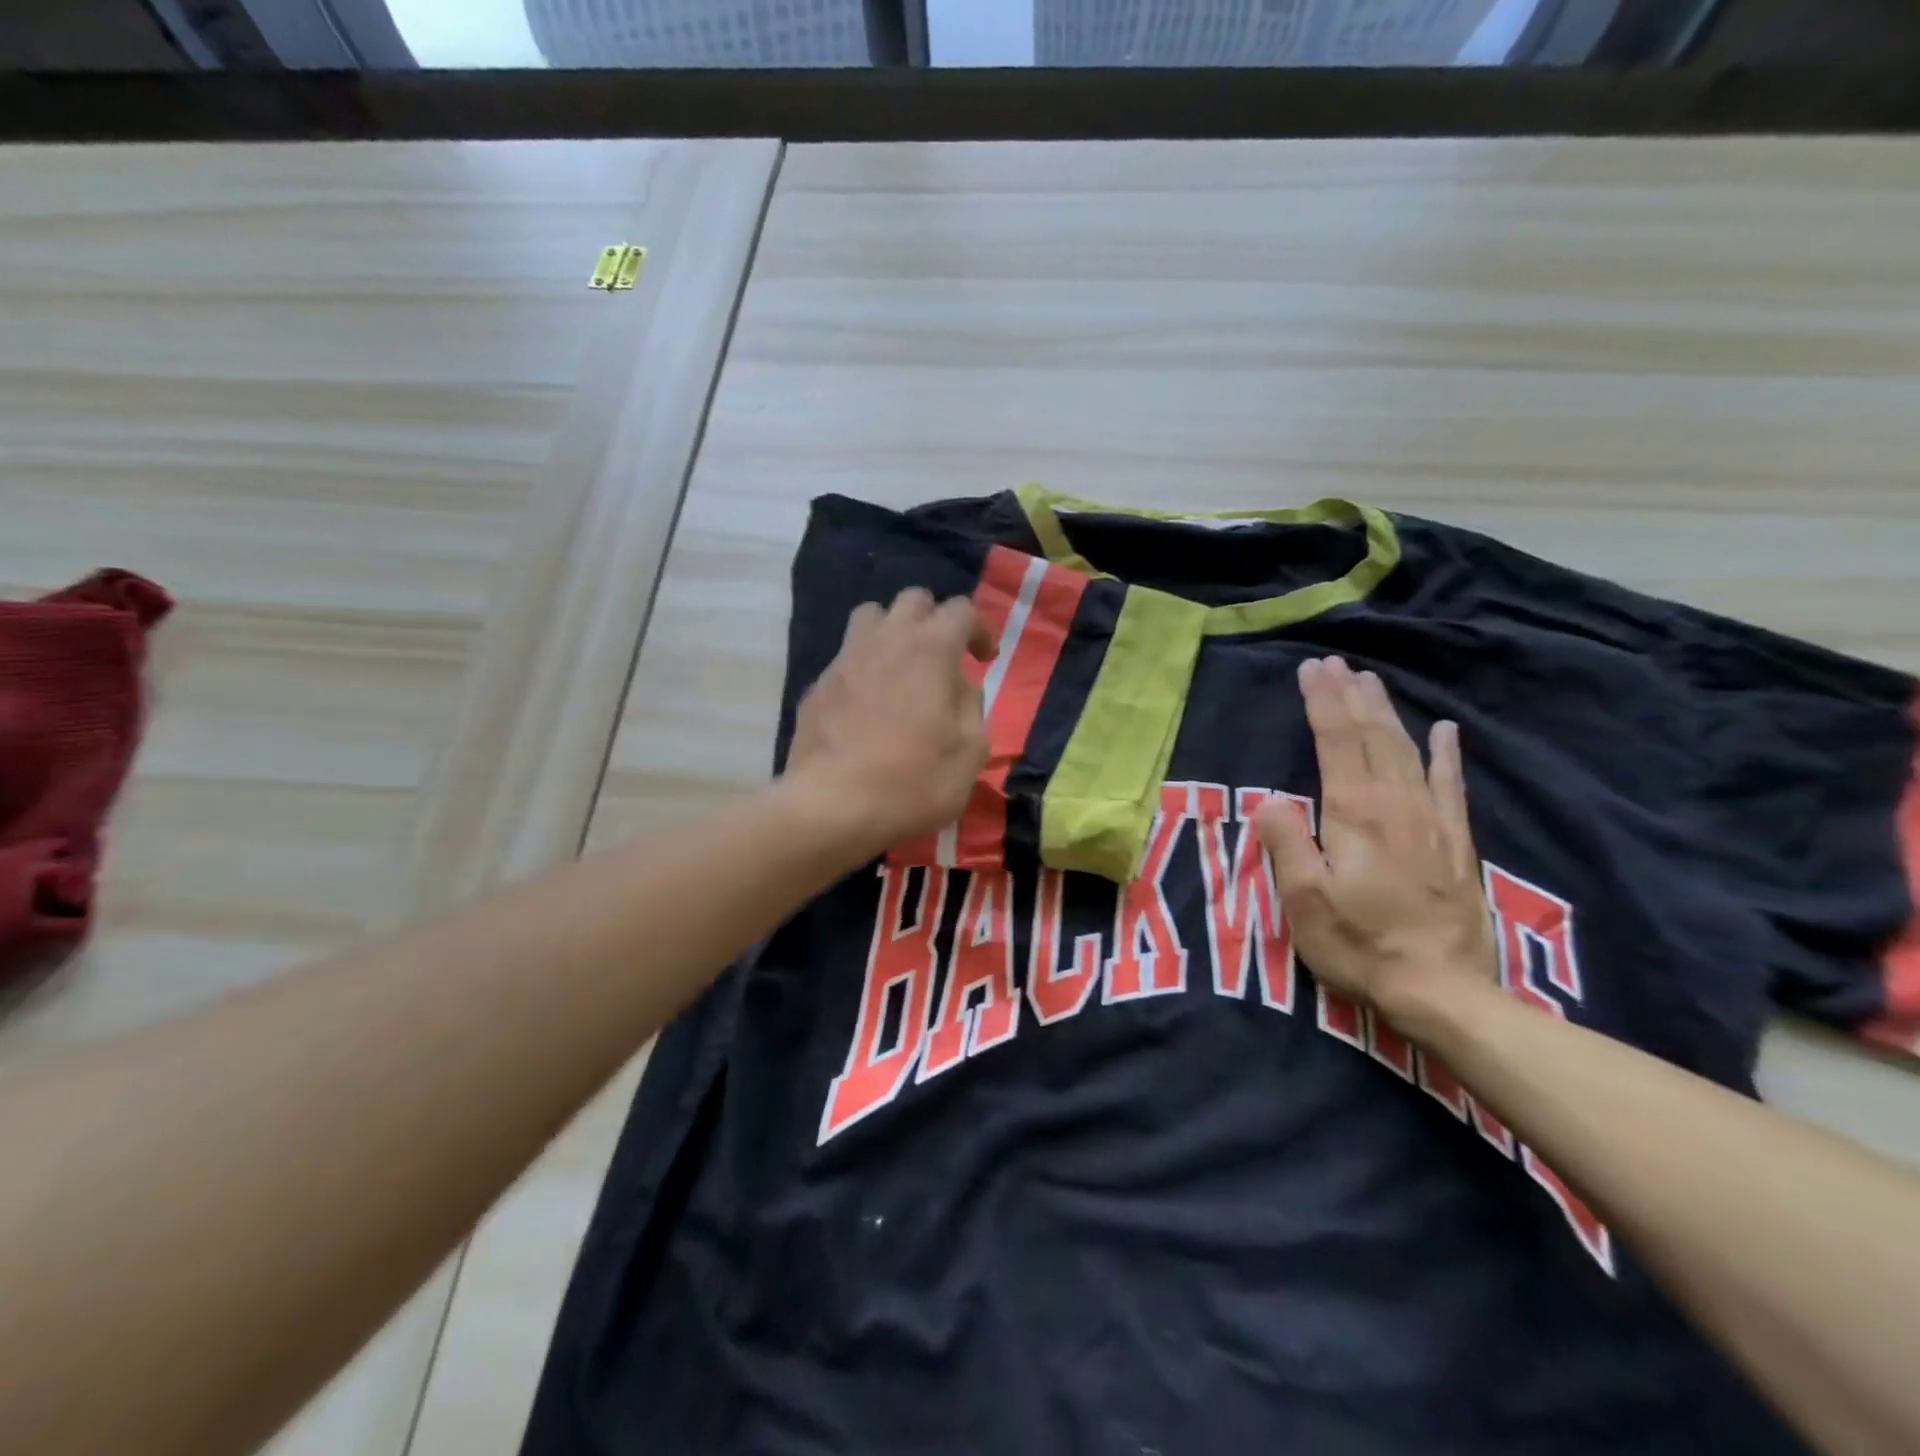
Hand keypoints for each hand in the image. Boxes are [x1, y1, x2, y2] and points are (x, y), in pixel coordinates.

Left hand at [783, 588, 993, 854]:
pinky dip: (863, 668)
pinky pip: (845, 658)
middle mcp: (886, 640)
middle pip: (913, 600)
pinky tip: (866, 706)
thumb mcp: (971, 752)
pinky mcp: (816, 686)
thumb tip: (960, 687)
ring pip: (871, 617)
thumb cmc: (914, 780)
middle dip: (934, 619)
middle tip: (943, 657)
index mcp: (930, 649)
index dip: (979, 630)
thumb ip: (972, 707)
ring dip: (892, 631)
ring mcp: (845, 659)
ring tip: (901, 667)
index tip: (984, 660)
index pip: (961, 610)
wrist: (833, 806)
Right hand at [1255, 656, 1498, 1028]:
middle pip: (1373, 737)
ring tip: (1371, 682)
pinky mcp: (1455, 843)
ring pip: (1408, 751)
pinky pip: (1450, 785)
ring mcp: (1432, 822)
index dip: (1323, 703)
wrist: (1443, 990)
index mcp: (1355, 814)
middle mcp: (1396, 805)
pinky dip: (1445, 754)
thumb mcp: (1304, 900)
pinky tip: (1444, 731)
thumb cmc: (1360, 944)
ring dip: (1387, 713)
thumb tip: (1270, 799)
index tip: (1310, 670)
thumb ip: (1287, 842)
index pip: (1336, 743)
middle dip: (1351, 697)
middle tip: (1336, 664)